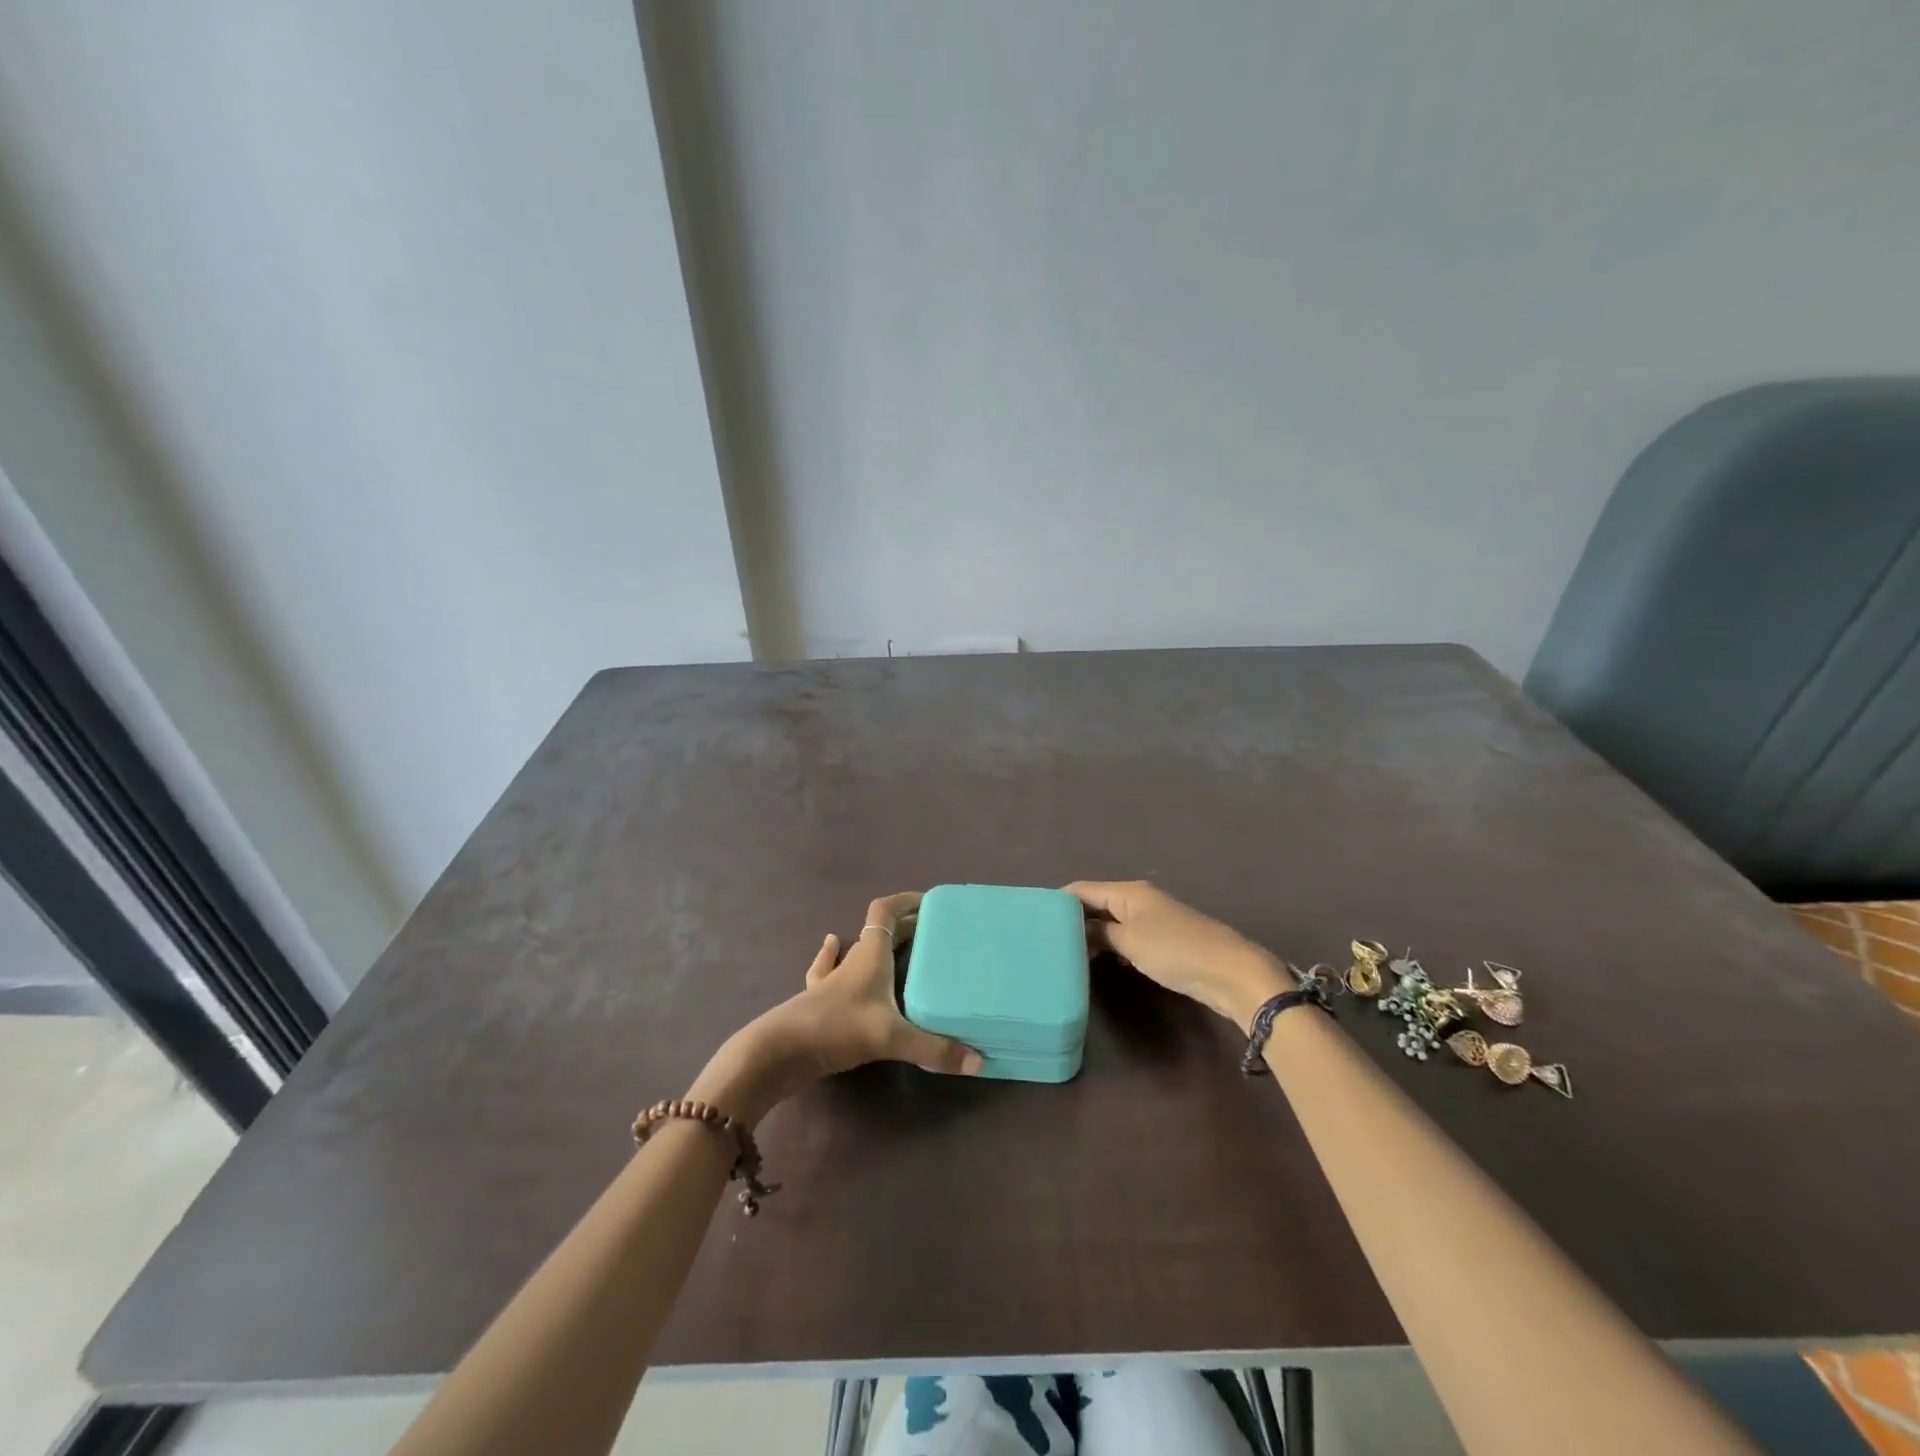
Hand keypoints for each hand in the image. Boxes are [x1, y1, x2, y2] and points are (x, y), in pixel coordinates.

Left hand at [691, 893, 982, 1123]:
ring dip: (873, 944)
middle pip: (877, 931)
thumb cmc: (836, 1027)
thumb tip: (978, 1061)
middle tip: (931, 934)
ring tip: (894, 945)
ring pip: (854, 951)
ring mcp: (830, 980)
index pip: (885, 912)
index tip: (929, 902)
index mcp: (870, 955)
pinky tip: (833, 949)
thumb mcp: (890, 1037)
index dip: (905, 901)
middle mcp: (851, 960)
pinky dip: (834, 958)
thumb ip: (934, 1049)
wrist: (778, 1051)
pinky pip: (828, 971)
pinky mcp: (817, 1002)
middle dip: (903, 927)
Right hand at [1065, 880, 1289, 1030]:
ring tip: (1067, 953)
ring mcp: (1153, 920)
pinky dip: (1111, 946)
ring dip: (1093, 935)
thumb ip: (1099, 934)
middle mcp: (1139, 899)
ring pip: (1112, 922)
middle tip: (1047, 941)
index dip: (1058, 901)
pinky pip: (1127, 937)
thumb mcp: (1129, 942)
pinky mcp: (1164, 941)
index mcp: (1128, 892)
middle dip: (1074, 919)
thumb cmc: (1175, 950)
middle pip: (1097, 903)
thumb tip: (1078, 932)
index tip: (1033, 918)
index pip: (1082, 889)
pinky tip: (1100, 962)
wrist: (1230, 972)